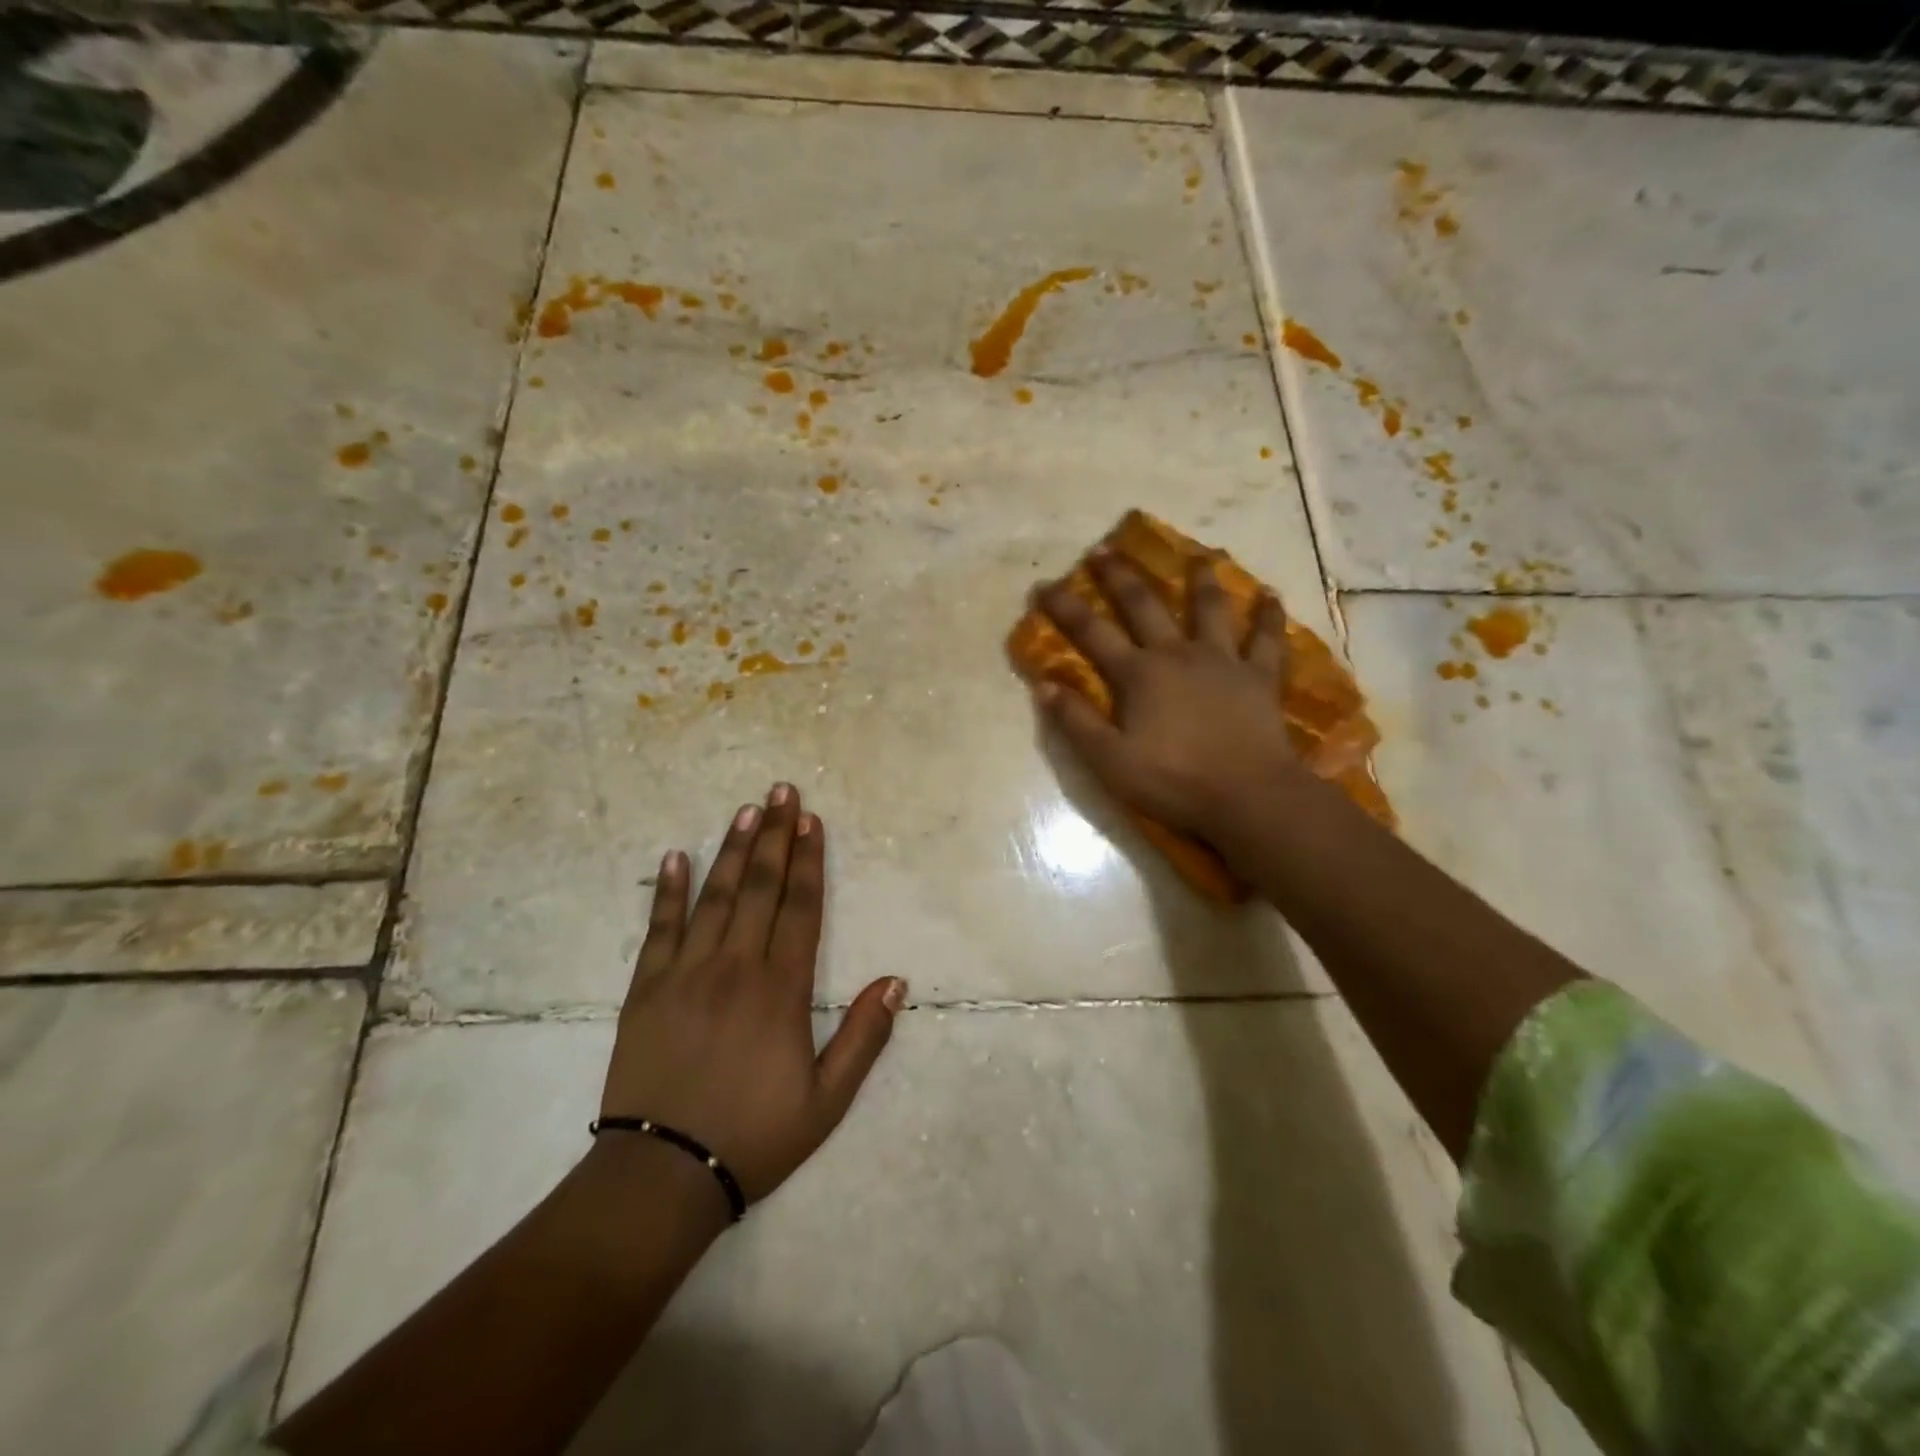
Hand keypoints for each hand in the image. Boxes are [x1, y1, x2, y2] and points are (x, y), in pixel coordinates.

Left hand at [598, 785, 904, 1210]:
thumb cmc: (754, 1137)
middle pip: (759, 888)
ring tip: (746, 810)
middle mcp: (735, 967)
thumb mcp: (827, 1101)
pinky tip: (674, 857)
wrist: (662, 1177)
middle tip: (782, 791)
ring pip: (714, 897)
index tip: (811, 820)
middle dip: (774, 836)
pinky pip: (658, 930)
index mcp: (780, 990)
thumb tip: (895, 981)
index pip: (800, 908)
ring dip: (731, 849)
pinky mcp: (644, 990)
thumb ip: (863, 1037)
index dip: (809, 861)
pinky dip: (668, 891)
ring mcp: (685, 974)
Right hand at [1034, 553, 1308, 848]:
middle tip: (1105, 549)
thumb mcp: (1110, 760)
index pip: (1092, 633)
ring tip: (1199, 556)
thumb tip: (1044, 685)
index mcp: (1139, 675)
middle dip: (1120, 576)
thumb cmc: (1173, 781)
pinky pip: (1266, 640)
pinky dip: (1268, 616)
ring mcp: (1223, 662)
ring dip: (1201, 580)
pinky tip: (1269, 594)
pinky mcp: (1259, 678)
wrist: (1248, 797)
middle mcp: (1178, 655)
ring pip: (1210, 610)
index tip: (1044, 585)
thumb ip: (1076, 721)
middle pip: (1145, 605)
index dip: (1065, 608)